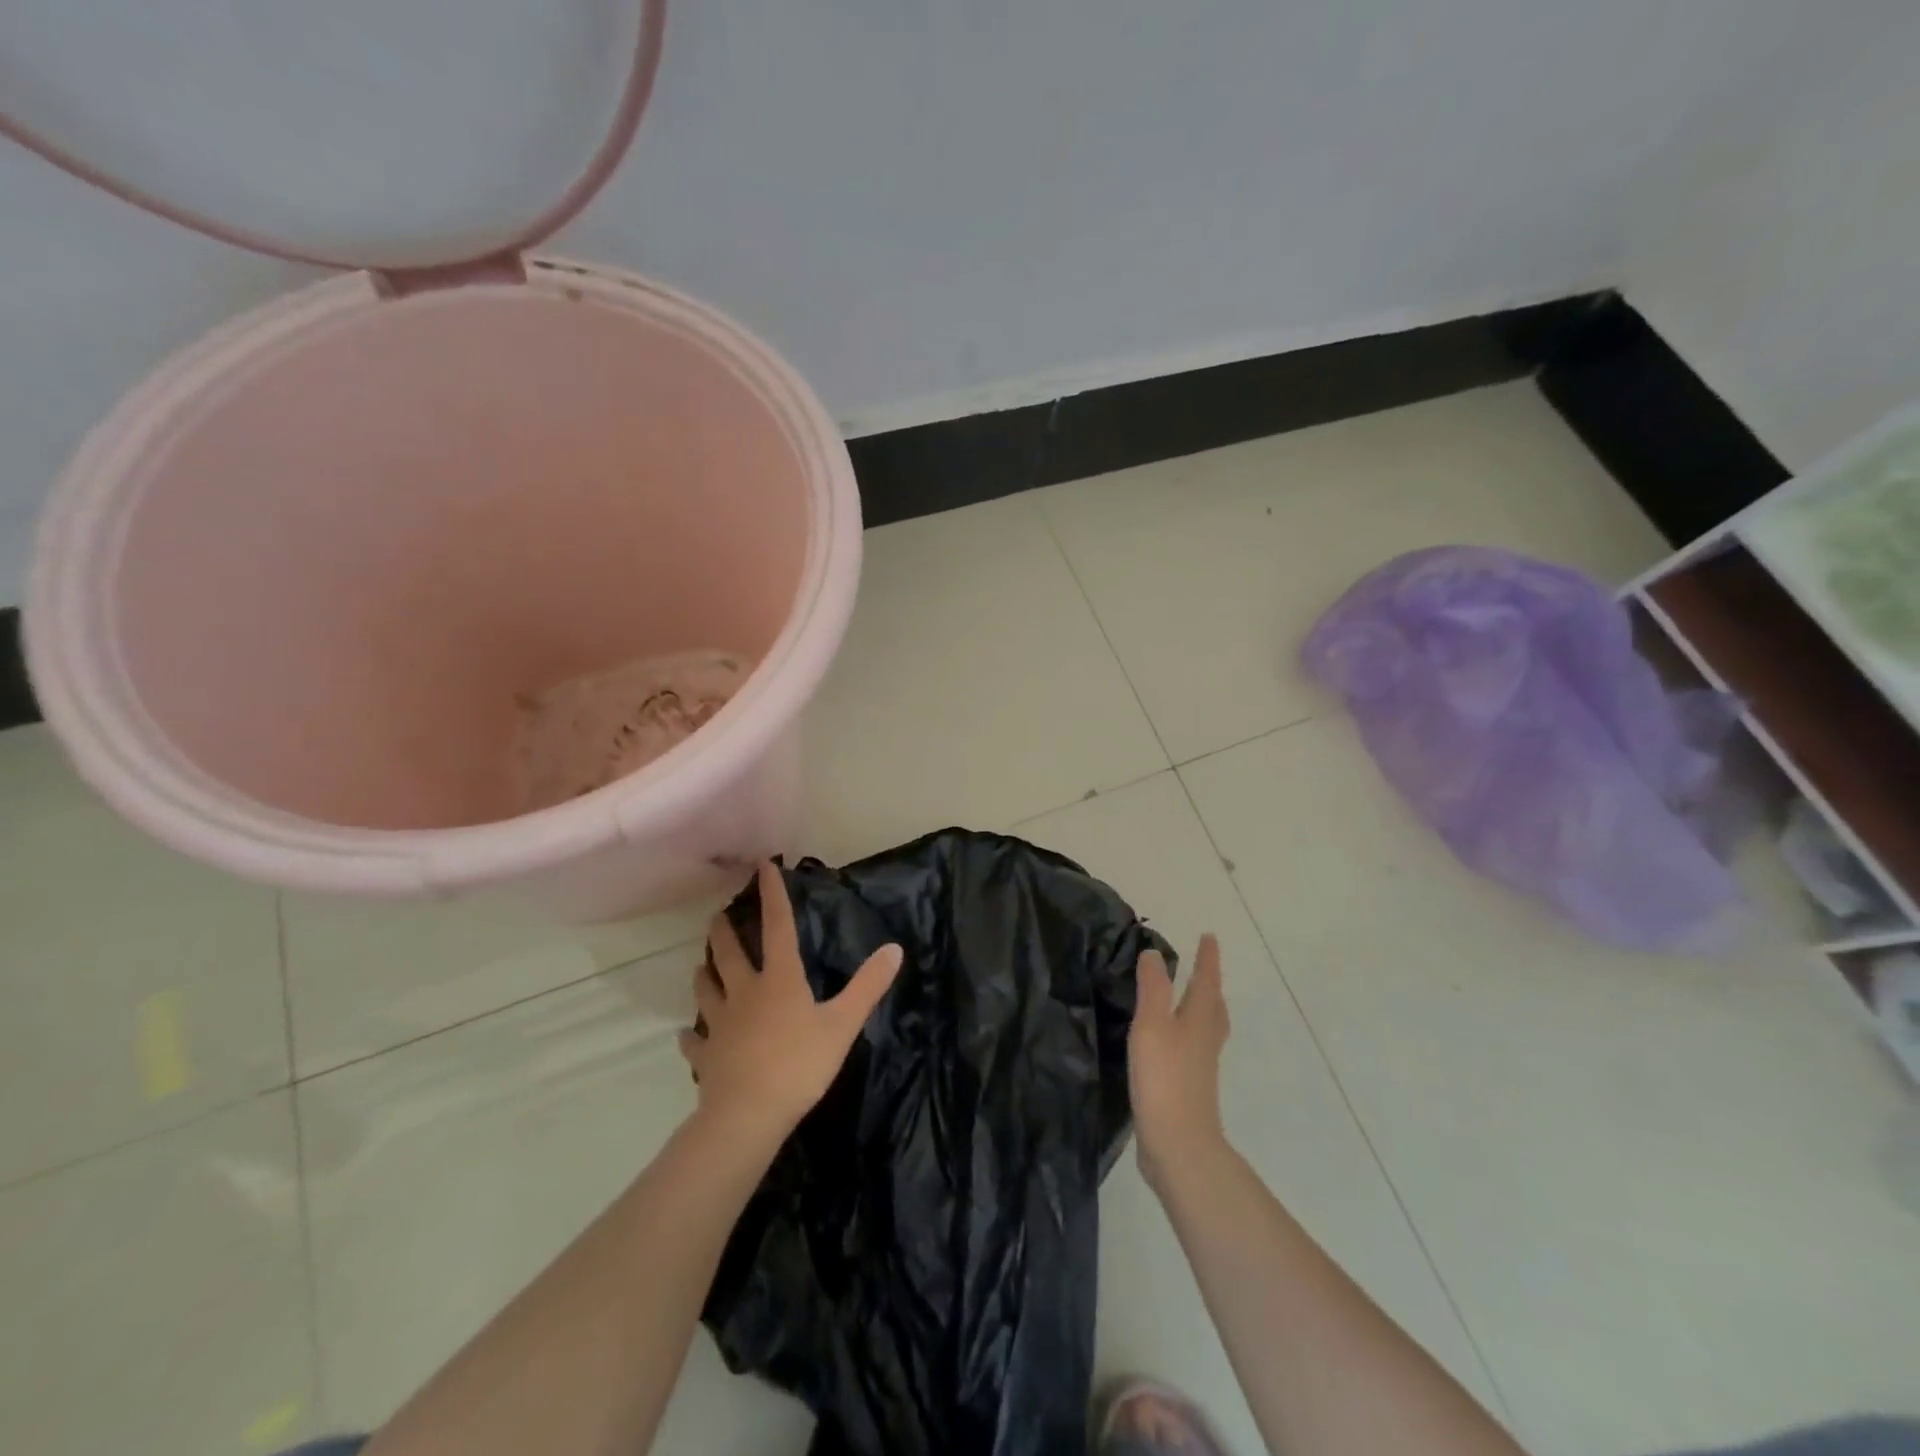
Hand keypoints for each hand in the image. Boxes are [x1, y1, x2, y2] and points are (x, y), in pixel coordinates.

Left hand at [680, 861, 902, 1145]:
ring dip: (705, 975)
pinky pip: (695, 1042)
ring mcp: (721, 1024)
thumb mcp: (843, 1024)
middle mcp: (745, 993)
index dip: (772, 895)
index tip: (763, 866)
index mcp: (780, 979)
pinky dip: (691, 1037)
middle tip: (717, 916)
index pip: (778, 927)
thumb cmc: (800, 1064)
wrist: (748, 1115)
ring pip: (707, 991)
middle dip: (724, 931)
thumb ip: (868, 985)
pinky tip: (688, 1036)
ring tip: (701, 965)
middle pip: (730, 954)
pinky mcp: (707, 1057)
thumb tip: (894, 948)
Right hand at [1128, 933, 1229, 1190]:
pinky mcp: (1188, 1090)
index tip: (1209, 937)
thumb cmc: (1165, 1078)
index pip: (1206, 982)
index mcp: (1198, 1022)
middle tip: (1205, 971)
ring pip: (1206, 1031)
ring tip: (1190, 1004)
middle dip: (1209, 987)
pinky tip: (1170, 1046)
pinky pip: (1192, 1052)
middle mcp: (1204, 1042)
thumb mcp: (1152, 1025)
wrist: (1178, 1145)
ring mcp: (1199, 1069)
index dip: (1207, 960)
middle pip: (1214, 1008)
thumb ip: (1152, 988)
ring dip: (1201, 1012)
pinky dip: (1186, 1038)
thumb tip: (1155, 953)